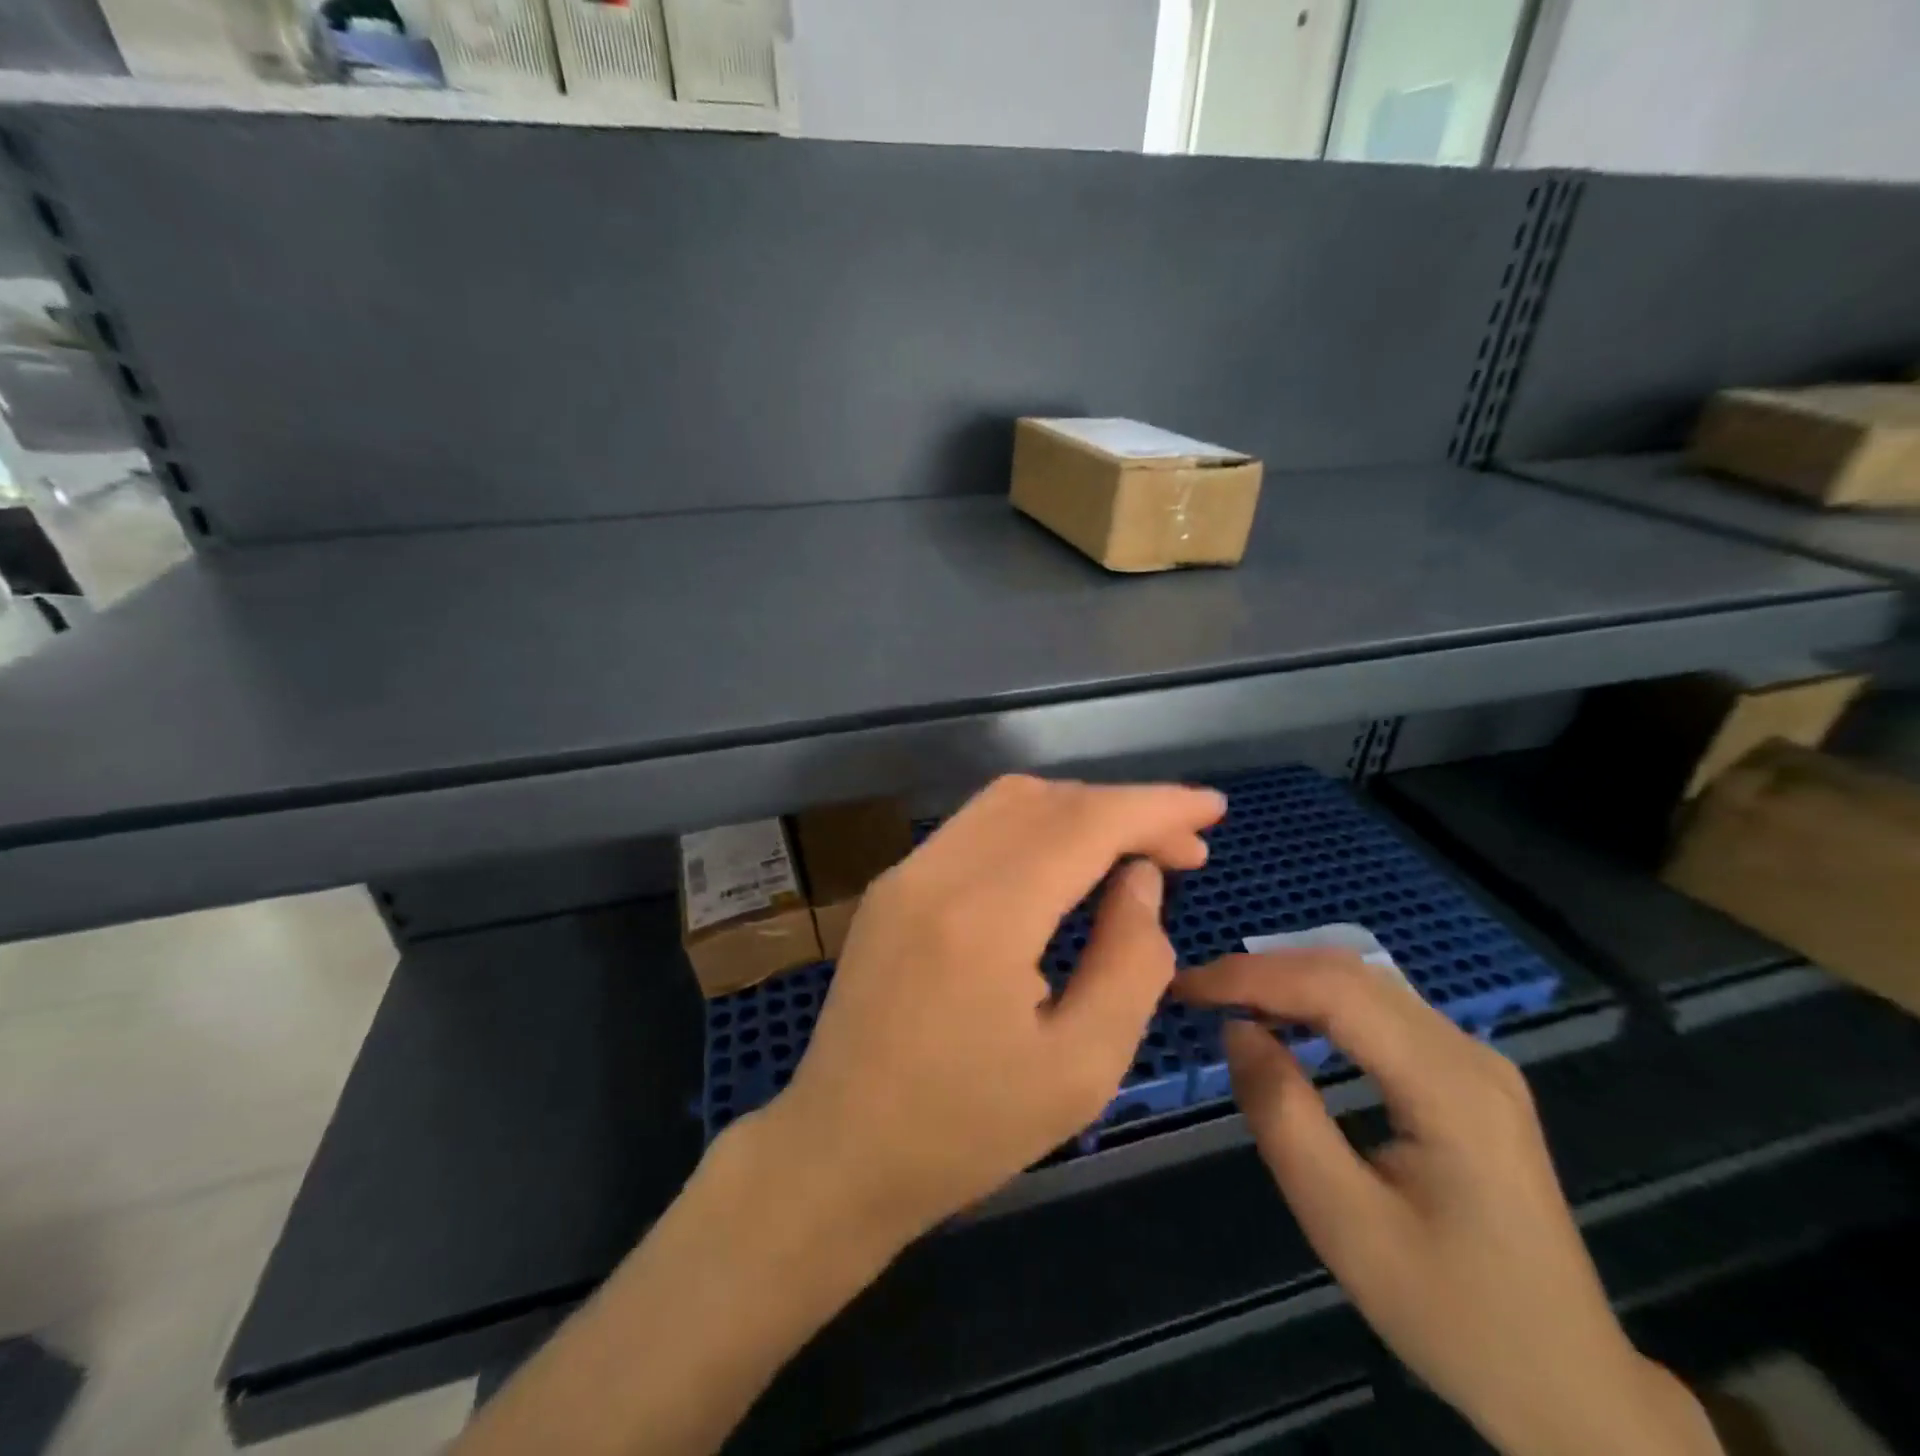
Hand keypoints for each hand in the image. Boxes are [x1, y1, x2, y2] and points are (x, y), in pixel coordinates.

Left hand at [755, 774, 1224, 1247]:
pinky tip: (1063, 867)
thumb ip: (1131, 961)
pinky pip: (975, 829)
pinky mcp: (892, 886)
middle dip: (1123, 809)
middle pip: (1046, 800)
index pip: (1084, 824)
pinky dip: (1033, 829)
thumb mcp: (1082, 1068)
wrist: (839, 1152)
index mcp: (984, 917)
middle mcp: (936, 872)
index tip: (1212, 810)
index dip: (1155, 807)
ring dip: (1077, 812)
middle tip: (1183, 850)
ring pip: (1007, 803)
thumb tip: (1140, 878)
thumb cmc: (967, 1130)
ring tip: (1131, 854)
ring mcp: (905, 872)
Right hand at [1176, 953, 1719, 1455]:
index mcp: (1449, 1086)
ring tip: (1228, 1002)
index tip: (1186, 988)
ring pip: (1366, 983)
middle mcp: (1468, 1052)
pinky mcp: (1468, 1076)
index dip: (1252, 977)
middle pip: (1351, 973)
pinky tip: (1289, 1023)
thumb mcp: (1346, 1225)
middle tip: (1197, 993)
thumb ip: (1283, 1116)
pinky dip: (1321, 1002)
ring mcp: (1475, 1061)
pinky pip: (1382, 1011)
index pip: (1335, 990)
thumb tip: (1237, 1030)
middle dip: (1264, 972)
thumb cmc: (1454, 1314)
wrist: (1572, 1388)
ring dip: (1290, 981)